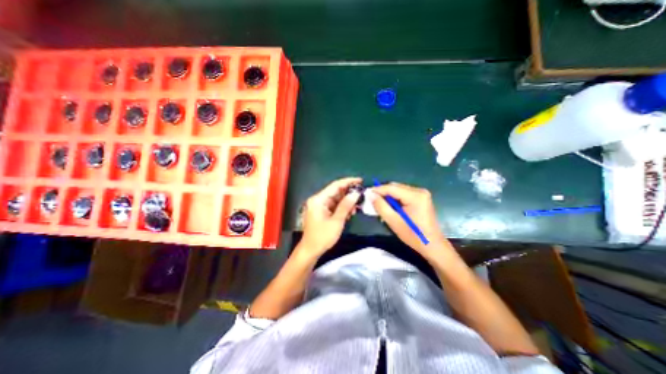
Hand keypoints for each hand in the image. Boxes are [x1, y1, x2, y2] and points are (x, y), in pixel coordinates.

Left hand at [299, 177, 361, 257]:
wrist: (311, 250)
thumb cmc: (322, 237)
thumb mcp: (336, 221)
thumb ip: (346, 206)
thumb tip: (355, 193)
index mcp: (318, 199)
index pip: (335, 185)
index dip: (348, 182)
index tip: (360, 180)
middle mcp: (318, 199)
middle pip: (336, 191)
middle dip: (349, 194)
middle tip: (361, 196)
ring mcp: (319, 205)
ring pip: (336, 199)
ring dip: (346, 202)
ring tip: (355, 208)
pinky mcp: (321, 211)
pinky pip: (334, 205)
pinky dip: (342, 207)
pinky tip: (349, 213)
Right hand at [370, 181, 446, 256]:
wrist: (433, 245)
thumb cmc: (414, 235)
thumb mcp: (394, 222)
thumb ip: (381, 206)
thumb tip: (370, 195)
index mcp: (415, 196)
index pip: (391, 187)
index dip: (377, 190)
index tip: (366, 193)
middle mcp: (419, 191)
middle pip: (395, 187)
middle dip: (382, 193)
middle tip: (371, 200)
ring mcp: (421, 194)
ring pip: (398, 190)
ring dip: (388, 196)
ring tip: (379, 205)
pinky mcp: (421, 198)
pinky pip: (403, 194)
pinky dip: (394, 199)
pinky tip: (390, 207)